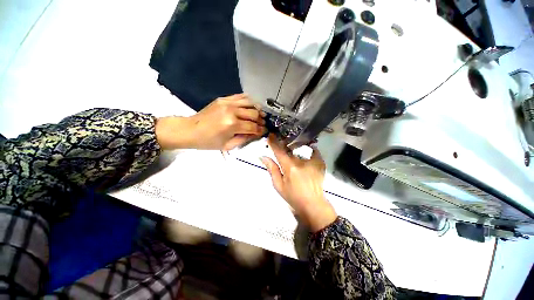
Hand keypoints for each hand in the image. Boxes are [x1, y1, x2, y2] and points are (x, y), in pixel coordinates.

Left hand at [156, 94, 266, 150]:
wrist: (190, 130)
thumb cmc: (209, 142)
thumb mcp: (228, 146)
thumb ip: (245, 139)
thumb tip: (256, 133)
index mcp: (232, 125)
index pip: (253, 126)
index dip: (261, 130)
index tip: (265, 131)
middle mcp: (232, 111)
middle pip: (254, 113)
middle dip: (261, 120)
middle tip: (263, 124)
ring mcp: (227, 103)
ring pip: (250, 102)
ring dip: (257, 109)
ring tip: (260, 114)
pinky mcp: (223, 99)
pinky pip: (241, 96)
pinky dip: (249, 100)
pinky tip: (252, 106)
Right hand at [260, 134, 336, 231]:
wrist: (313, 203)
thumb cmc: (293, 196)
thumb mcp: (278, 185)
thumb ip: (271, 169)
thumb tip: (263, 156)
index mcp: (289, 167)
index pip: (279, 151)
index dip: (273, 142)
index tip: (270, 135)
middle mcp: (301, 161)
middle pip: (289, 149)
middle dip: (284, 145)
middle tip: (280, 143)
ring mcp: (312, 161)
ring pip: (300, 150)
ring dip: (295, 148)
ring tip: (293, 148)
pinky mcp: (320, 163)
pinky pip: (314, 151)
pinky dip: (310, 149)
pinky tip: (308, 149)